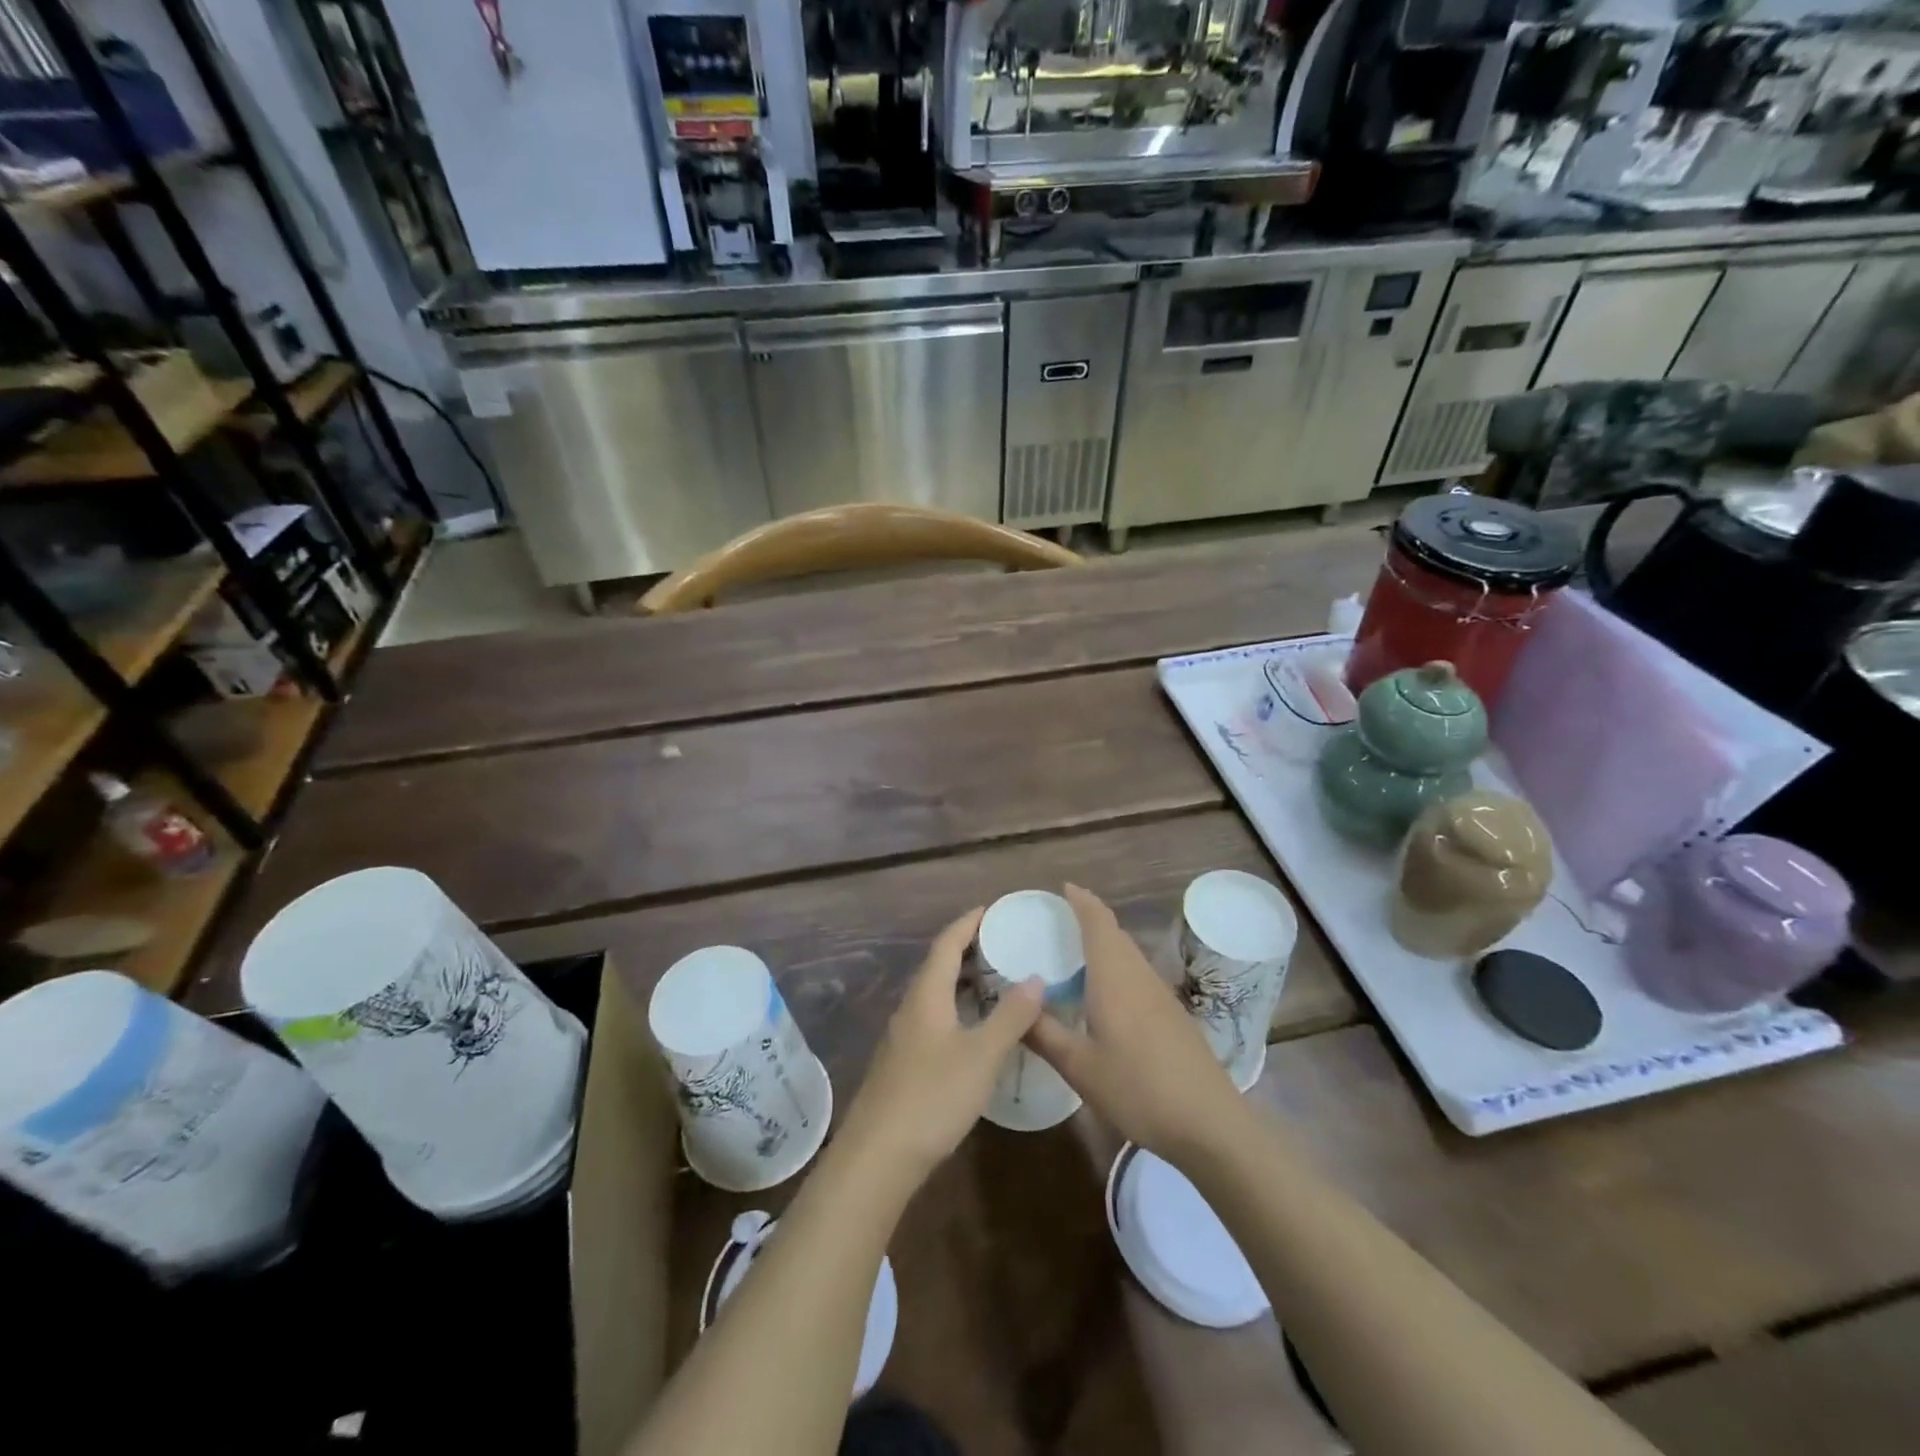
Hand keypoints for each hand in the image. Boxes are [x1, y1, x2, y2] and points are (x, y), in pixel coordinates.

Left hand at [835, 908, 1043, 1185]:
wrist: (878, 1156)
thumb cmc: (933, 1096)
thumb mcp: (982, 1055)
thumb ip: (1010, 1016)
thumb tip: (1036, 978)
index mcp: (926, 994)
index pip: (946, 943)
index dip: (968, 923)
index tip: (992, 909)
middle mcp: (911, 1007)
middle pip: (939, 966)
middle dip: (969, 950)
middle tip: (1005, 945)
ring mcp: (904, 1036)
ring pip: (936, 995)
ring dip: (964, 982)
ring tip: (998, 982)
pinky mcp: (904, 1063)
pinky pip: (934, 1019)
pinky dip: (958, 1009)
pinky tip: (977, 1029)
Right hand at [1026, 884, 1246, 1163]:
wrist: (1209, 1123)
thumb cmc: (1138, 1089)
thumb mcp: (1080, 1067)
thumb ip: (1044, 1034)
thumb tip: (1014, 1006)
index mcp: (1114, 978)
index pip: (1098, 922)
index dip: (1081, 901)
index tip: (1063, 888)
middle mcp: (1139, 976)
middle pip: (1115, 934)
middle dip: (1090, 919)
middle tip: (1058, 921)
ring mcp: (1160, 996)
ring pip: (1129, 955)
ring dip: (1105, 944)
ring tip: (1076, 954)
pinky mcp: (1173, 1016)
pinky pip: (1138, 975)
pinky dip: (1117, 968)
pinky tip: (1105, 995)